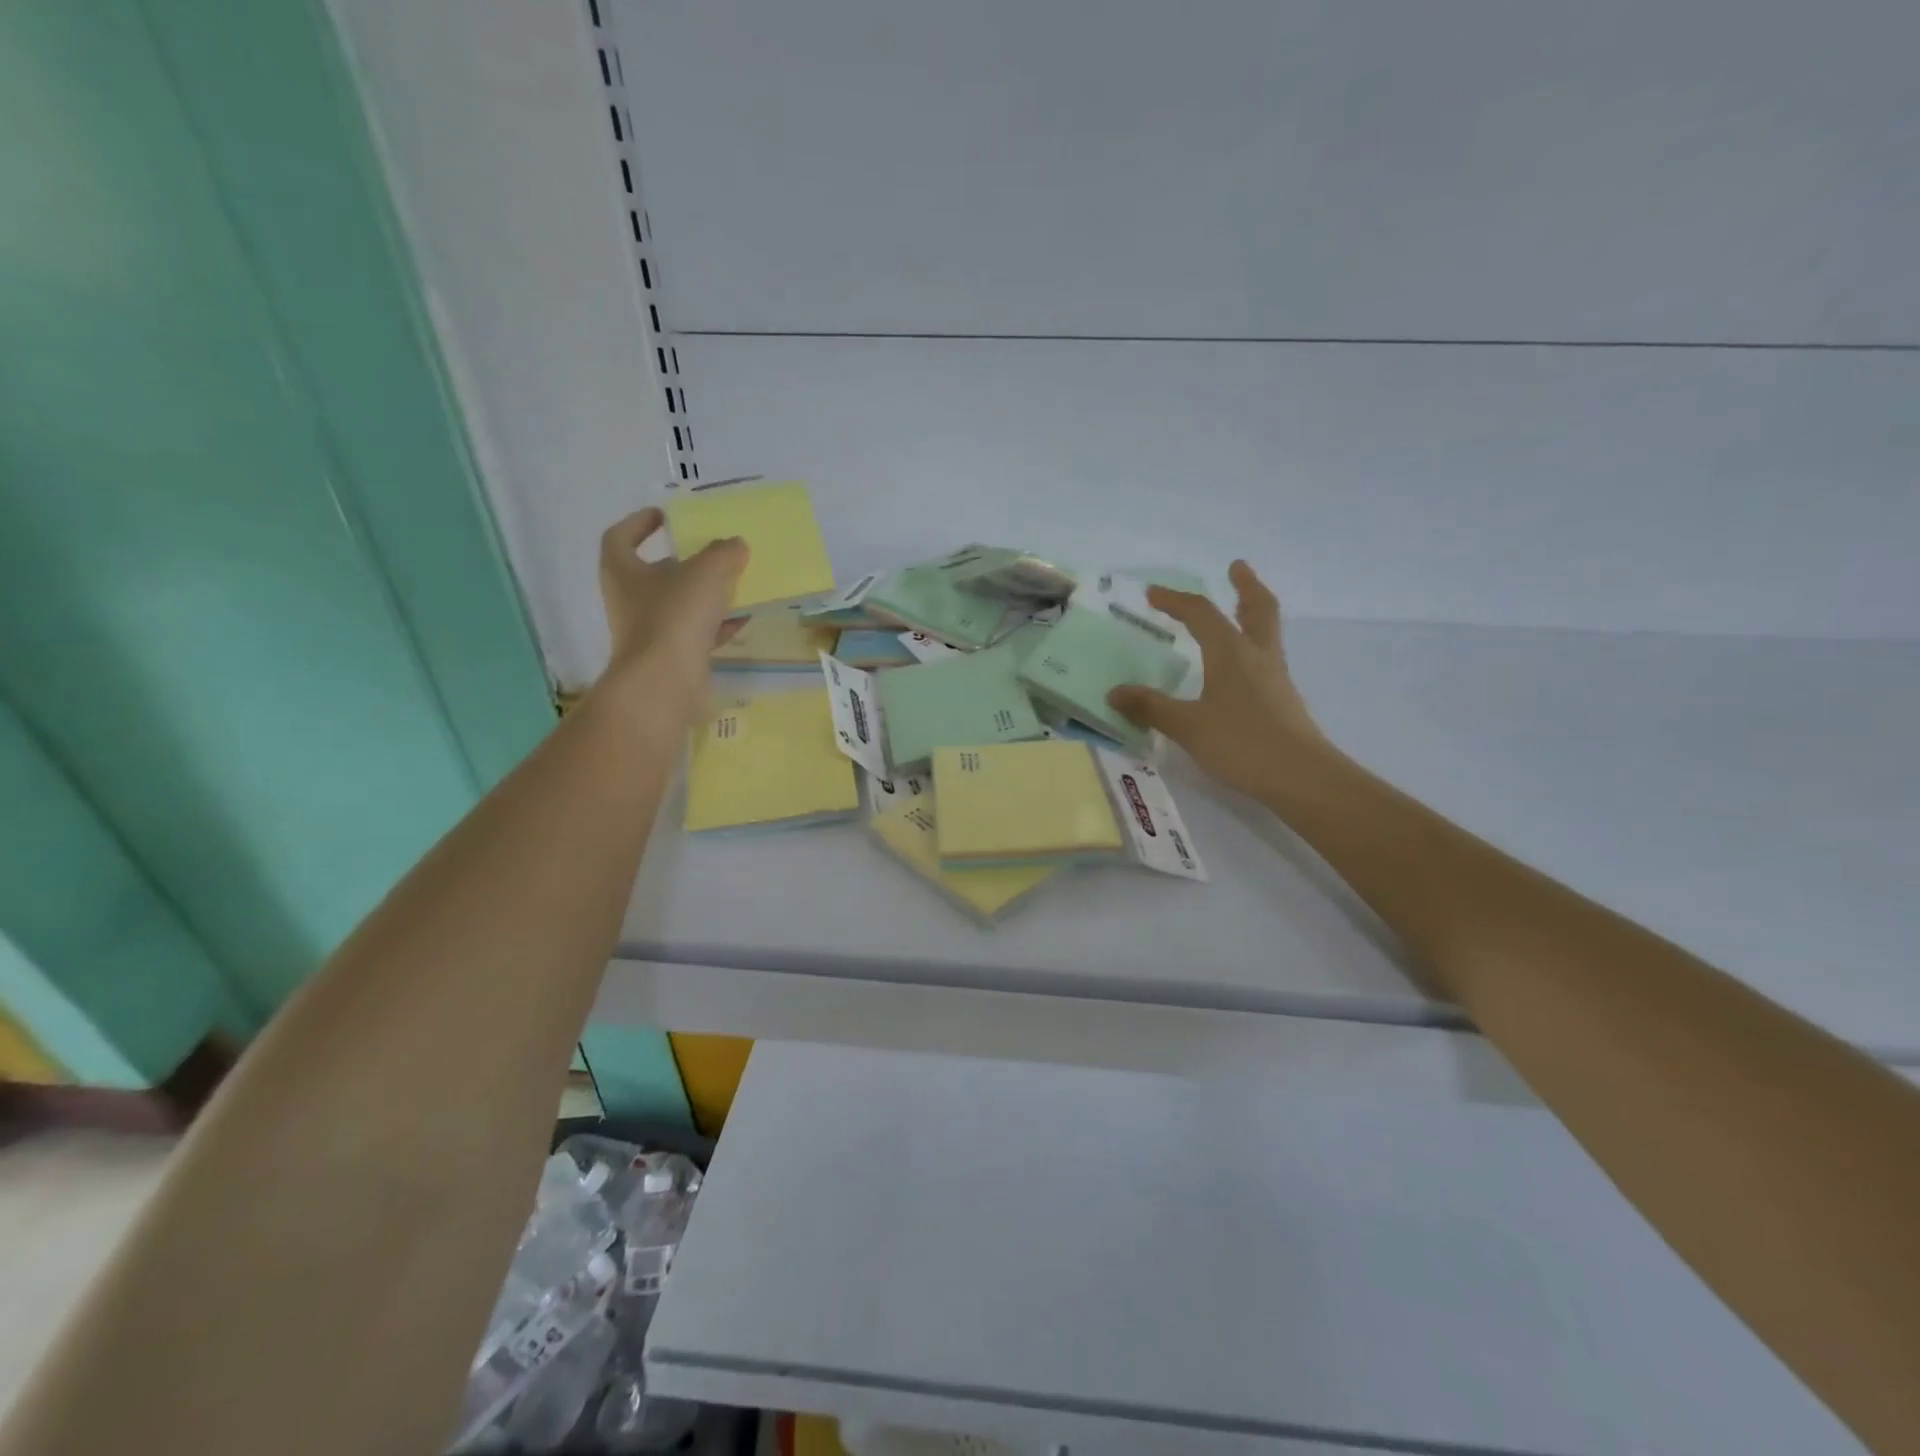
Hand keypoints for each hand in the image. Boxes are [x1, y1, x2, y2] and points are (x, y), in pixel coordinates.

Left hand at [597, 508, 747, 683]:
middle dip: (682, 563)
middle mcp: (630, 600)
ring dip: (704, 595)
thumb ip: (722, 553)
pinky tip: (743, 618)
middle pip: (653, 573)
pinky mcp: (672, 658)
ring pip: (678, 605)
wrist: (666, 683)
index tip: (666, 517)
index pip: (621, 536)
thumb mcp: (705, 572)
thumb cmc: (674, 617)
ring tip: (734, 583)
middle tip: (712, 553)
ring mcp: (650, 632)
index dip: (640, 523)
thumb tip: (735, 545)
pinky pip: (696, 634)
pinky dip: (717, 625)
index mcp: (623, 571)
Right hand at [1108, 560, 1330, 800]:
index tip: (1152, 593)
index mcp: (1231, 653)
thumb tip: (1115, 692)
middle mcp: (1257, 656)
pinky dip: (1251, 646)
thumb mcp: (1188, 727)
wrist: (1302, 778)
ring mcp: (1275, 677)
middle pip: (1257, 608)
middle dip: (1245, 585)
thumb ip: (1151, 707)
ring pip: (1266, 632)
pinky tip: (1239, 667)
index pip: (1201, 614)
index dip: (1175, 600)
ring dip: (1252, 612)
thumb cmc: (1242, 744)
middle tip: (1236, 568)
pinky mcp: (1282, 700)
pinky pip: (1265, 658)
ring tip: (1237, 610)